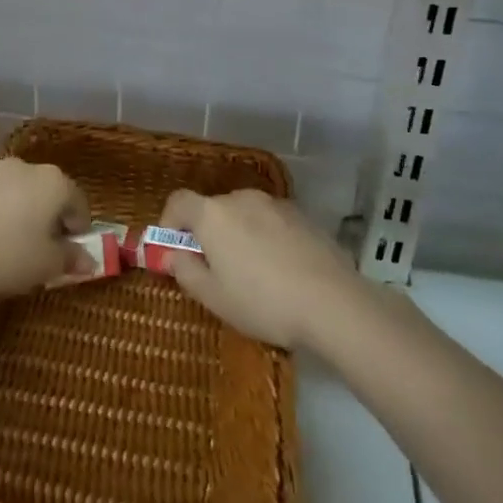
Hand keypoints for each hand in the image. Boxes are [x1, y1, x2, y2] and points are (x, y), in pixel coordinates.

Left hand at [0, 159, 93, 297]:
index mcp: (56, 182)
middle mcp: (30, 168)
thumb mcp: (47, 265)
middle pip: (51, 196)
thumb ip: (71, 259)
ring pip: (23, 195)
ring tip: (14, 249)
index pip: (80, 205)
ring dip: (25, 217)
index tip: (70, 257)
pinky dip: (1, 215)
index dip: (79, 233)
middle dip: (52, 222)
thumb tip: (89, 261)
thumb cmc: (7, 253)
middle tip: (44, 254)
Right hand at [158, 189, 362, 349]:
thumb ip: (185, 271)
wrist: (333, 303)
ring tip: (252, 273)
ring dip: (238, 235)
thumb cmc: (262, 301)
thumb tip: (173, 255)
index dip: (169, 223)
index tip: (173, 250)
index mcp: (212, 214)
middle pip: (213, 209)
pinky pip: (271, 222)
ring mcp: (276, 204)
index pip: (178, 202)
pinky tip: (281, 270)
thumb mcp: (214, 297)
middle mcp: (241, 199)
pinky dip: (266, 237)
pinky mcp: (303, 216)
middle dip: (206, 233)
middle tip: (214, 269)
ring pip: (244, 215)